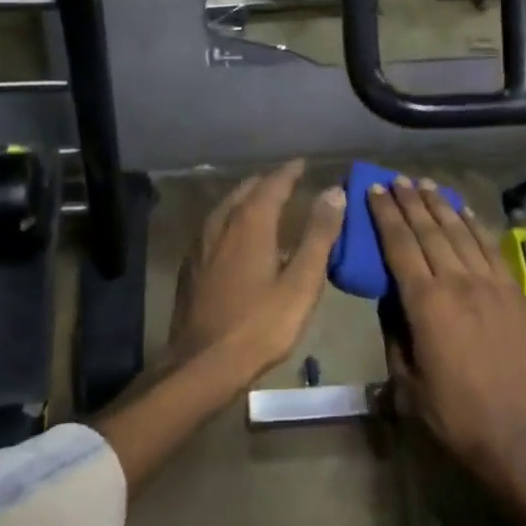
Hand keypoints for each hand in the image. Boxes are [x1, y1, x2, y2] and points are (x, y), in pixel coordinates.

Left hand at [166, 161, 345, 374]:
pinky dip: (233, 219)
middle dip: (268, 182)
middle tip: (289, 182)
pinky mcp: (191, 264)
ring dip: (248, 199)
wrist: (202, 362)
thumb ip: (319, 234)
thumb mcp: (301, 282)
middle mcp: (221, 223)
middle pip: (246, 190)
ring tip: (267, 203)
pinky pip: (215, 226)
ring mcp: (200, 243)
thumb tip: (334, 192)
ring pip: (227, 207)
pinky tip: (239, 237)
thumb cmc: (260, 324)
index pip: (273, 183)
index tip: (304, 162)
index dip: (290, 171)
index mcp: (250, 222)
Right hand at [368, 177, 525, 481]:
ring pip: (461, 232)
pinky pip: (491, 248)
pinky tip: (463, 211)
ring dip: (440, 205)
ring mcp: (491, 284)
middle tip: (396, 179)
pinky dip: (474, 225)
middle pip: (430, 230)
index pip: (400, 246)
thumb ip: (394, 330)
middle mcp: (459, 282)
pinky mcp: (514, 292)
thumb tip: (390, 296)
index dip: (385, 215)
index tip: (374, 190)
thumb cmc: (451, 412)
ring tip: (424, 184)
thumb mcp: (405, 378)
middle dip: (409, 201)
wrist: (514, 433)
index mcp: (426, 303)